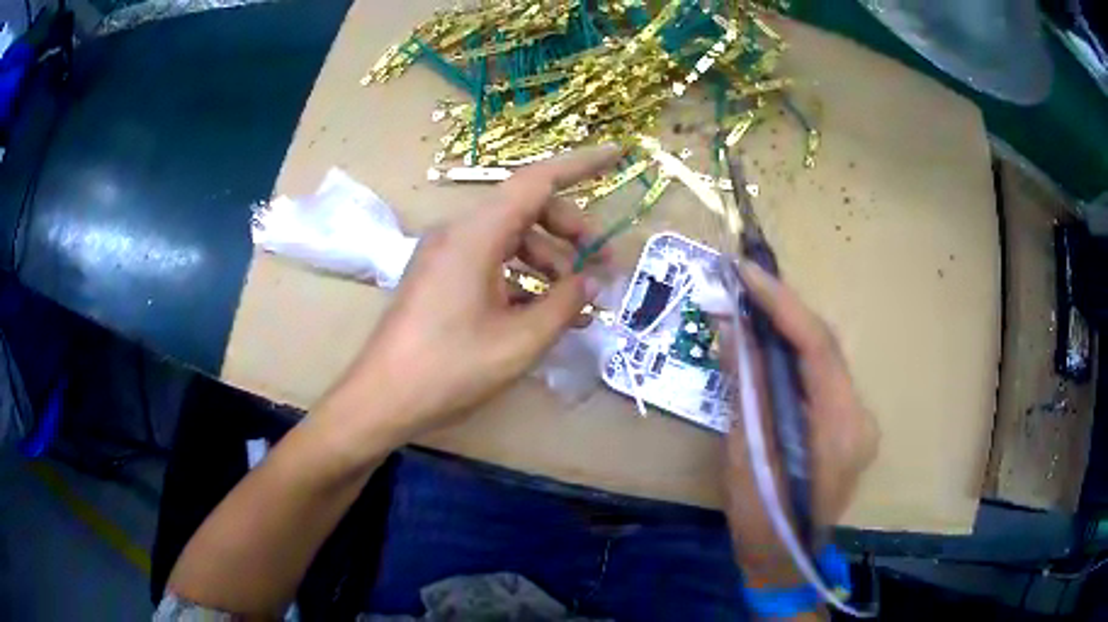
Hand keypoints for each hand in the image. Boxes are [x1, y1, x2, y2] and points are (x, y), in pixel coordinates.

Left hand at [318, 146, 620, 444]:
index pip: (537, 181)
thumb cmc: (449, 369)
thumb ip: (564, 304)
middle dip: (571, 232)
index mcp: (476, 235)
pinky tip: (544, 311)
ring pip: (511, 238)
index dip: (581, 164)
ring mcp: (446, 254)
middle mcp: (459, 232)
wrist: (382, 398)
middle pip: (527, 209)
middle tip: (603, 266)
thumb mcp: (519, 341)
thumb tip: (590, 282)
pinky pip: (491, 261)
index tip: (618, 155)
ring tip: (578, 301)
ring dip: (550, 261)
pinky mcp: (440, 276)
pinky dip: (523, 278)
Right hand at [722, 261, 879, 586]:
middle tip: (742, 281)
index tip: (745, 272)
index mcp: (840, 429)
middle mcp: (860, 416)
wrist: (785, 559)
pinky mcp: (849, 424)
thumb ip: (745, 388)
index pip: (818, 348)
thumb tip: (731, 326)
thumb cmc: (761, 520)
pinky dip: (793, 353)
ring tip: (750, 300)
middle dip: (783, 308)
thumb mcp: (744, 454)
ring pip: (824, 358)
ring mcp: (859, 419)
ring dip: (787, 327)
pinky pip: (821, 376)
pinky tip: (768, 340)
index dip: (781, 304)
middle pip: (825, 346)